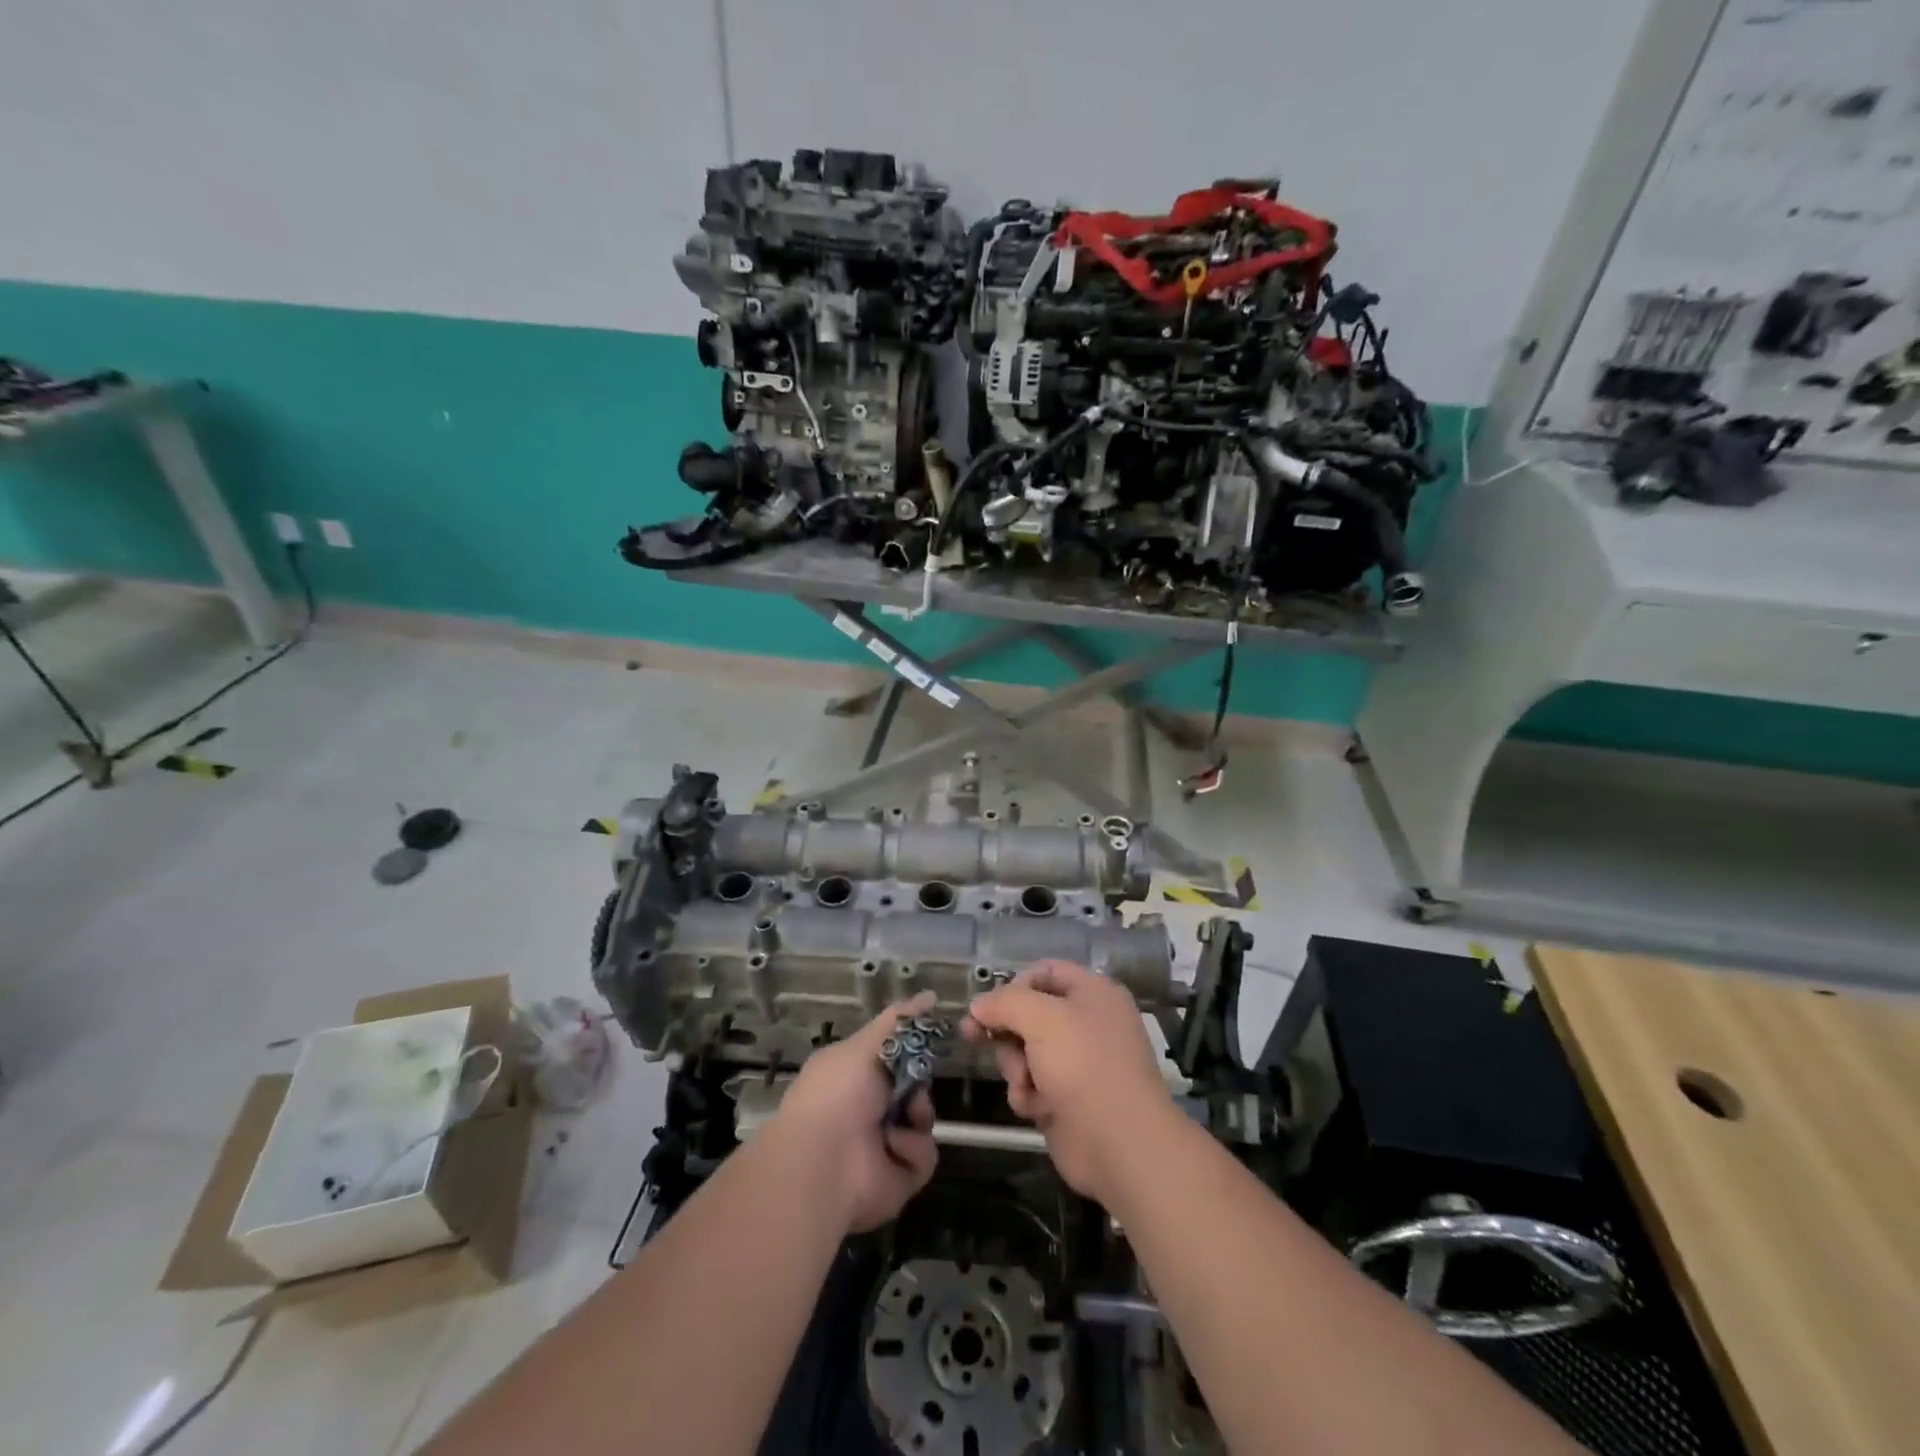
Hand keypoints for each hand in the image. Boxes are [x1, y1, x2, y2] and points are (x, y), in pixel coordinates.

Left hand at [770, 992, 939, 1233]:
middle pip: (914, 1086)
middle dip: (919, 1082)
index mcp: (852, 1075)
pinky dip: (911, 1150)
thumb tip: (931, 995)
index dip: (912, 1049)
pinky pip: (924, 1155)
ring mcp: (883, 1144)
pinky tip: (892, 1148)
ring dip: (918, 1115)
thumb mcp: (866, 1044)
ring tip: (902, 1119)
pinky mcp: (898, 1177)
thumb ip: (899, 1020)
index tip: (930, 1040)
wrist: (824, 1163)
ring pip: (923, 1119)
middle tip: (911, 1085)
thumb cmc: (838, 1092)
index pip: (893, 1056)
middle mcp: (867, 1108)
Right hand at [962, 961, 1175, 1204]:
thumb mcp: (1042, 1018)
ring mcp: (1076, 1063)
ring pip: (1024, 1052)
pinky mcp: (1066, 1099)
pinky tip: (1038, 1108)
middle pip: (1028, 1014)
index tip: (987, 1006)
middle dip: (1007, 1031)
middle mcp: (1086, 1023)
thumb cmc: (1084, 1065)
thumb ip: (1004, 1002)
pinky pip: (1031, 1085)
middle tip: (975, 1037)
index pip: (1044, 972)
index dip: (1013, 985)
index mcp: (1092, 993)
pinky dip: (1028, 1095)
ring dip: (1016, 1067)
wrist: (1119, 1144)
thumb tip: (978, 1005)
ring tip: (1027, 1083)